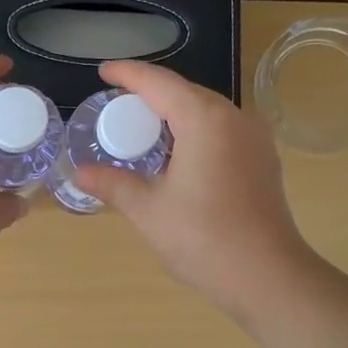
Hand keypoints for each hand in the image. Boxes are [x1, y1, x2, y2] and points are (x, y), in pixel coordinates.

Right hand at [70, 59, 317, 318]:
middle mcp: (235, 118)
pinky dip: (194, 133)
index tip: (104, 71)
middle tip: (116, 107)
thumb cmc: (203, 238)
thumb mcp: (148, 210)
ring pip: (207, 113)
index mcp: (205, 120)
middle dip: (150, 94)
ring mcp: (254, 140)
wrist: (267, 277)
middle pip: (186, 93)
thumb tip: (80, 173)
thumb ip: (113, 184)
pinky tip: (176, 156)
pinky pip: (222, 132)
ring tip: (142, 131)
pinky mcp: (263, 162)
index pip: (159, 83)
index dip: (128, 74)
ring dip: (174, 115)